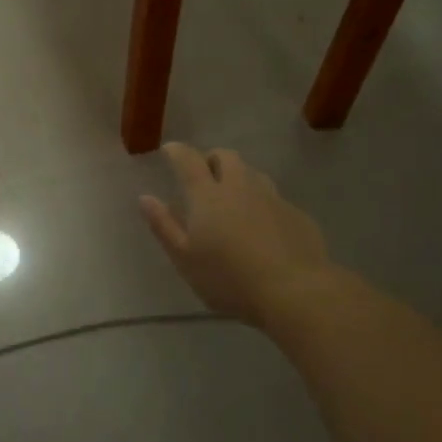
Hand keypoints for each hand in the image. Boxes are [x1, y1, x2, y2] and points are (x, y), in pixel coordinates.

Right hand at [140, 143, 328, 323]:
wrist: (295, 291)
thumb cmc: (229, 278)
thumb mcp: (185, 259)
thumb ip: (163, 226)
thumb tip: (145, 197)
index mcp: (207, 195)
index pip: (188, 160)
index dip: (177, 151)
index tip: (169, 150)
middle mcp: (240, 187)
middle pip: (225, 157)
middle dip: (211, 159)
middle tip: (203, 176)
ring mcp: (271, 197)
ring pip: (252, 173)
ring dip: (238, 177)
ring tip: (232, 199)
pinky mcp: (296, 213)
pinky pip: (273, 197)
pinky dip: (261, 202)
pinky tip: (262, 226)